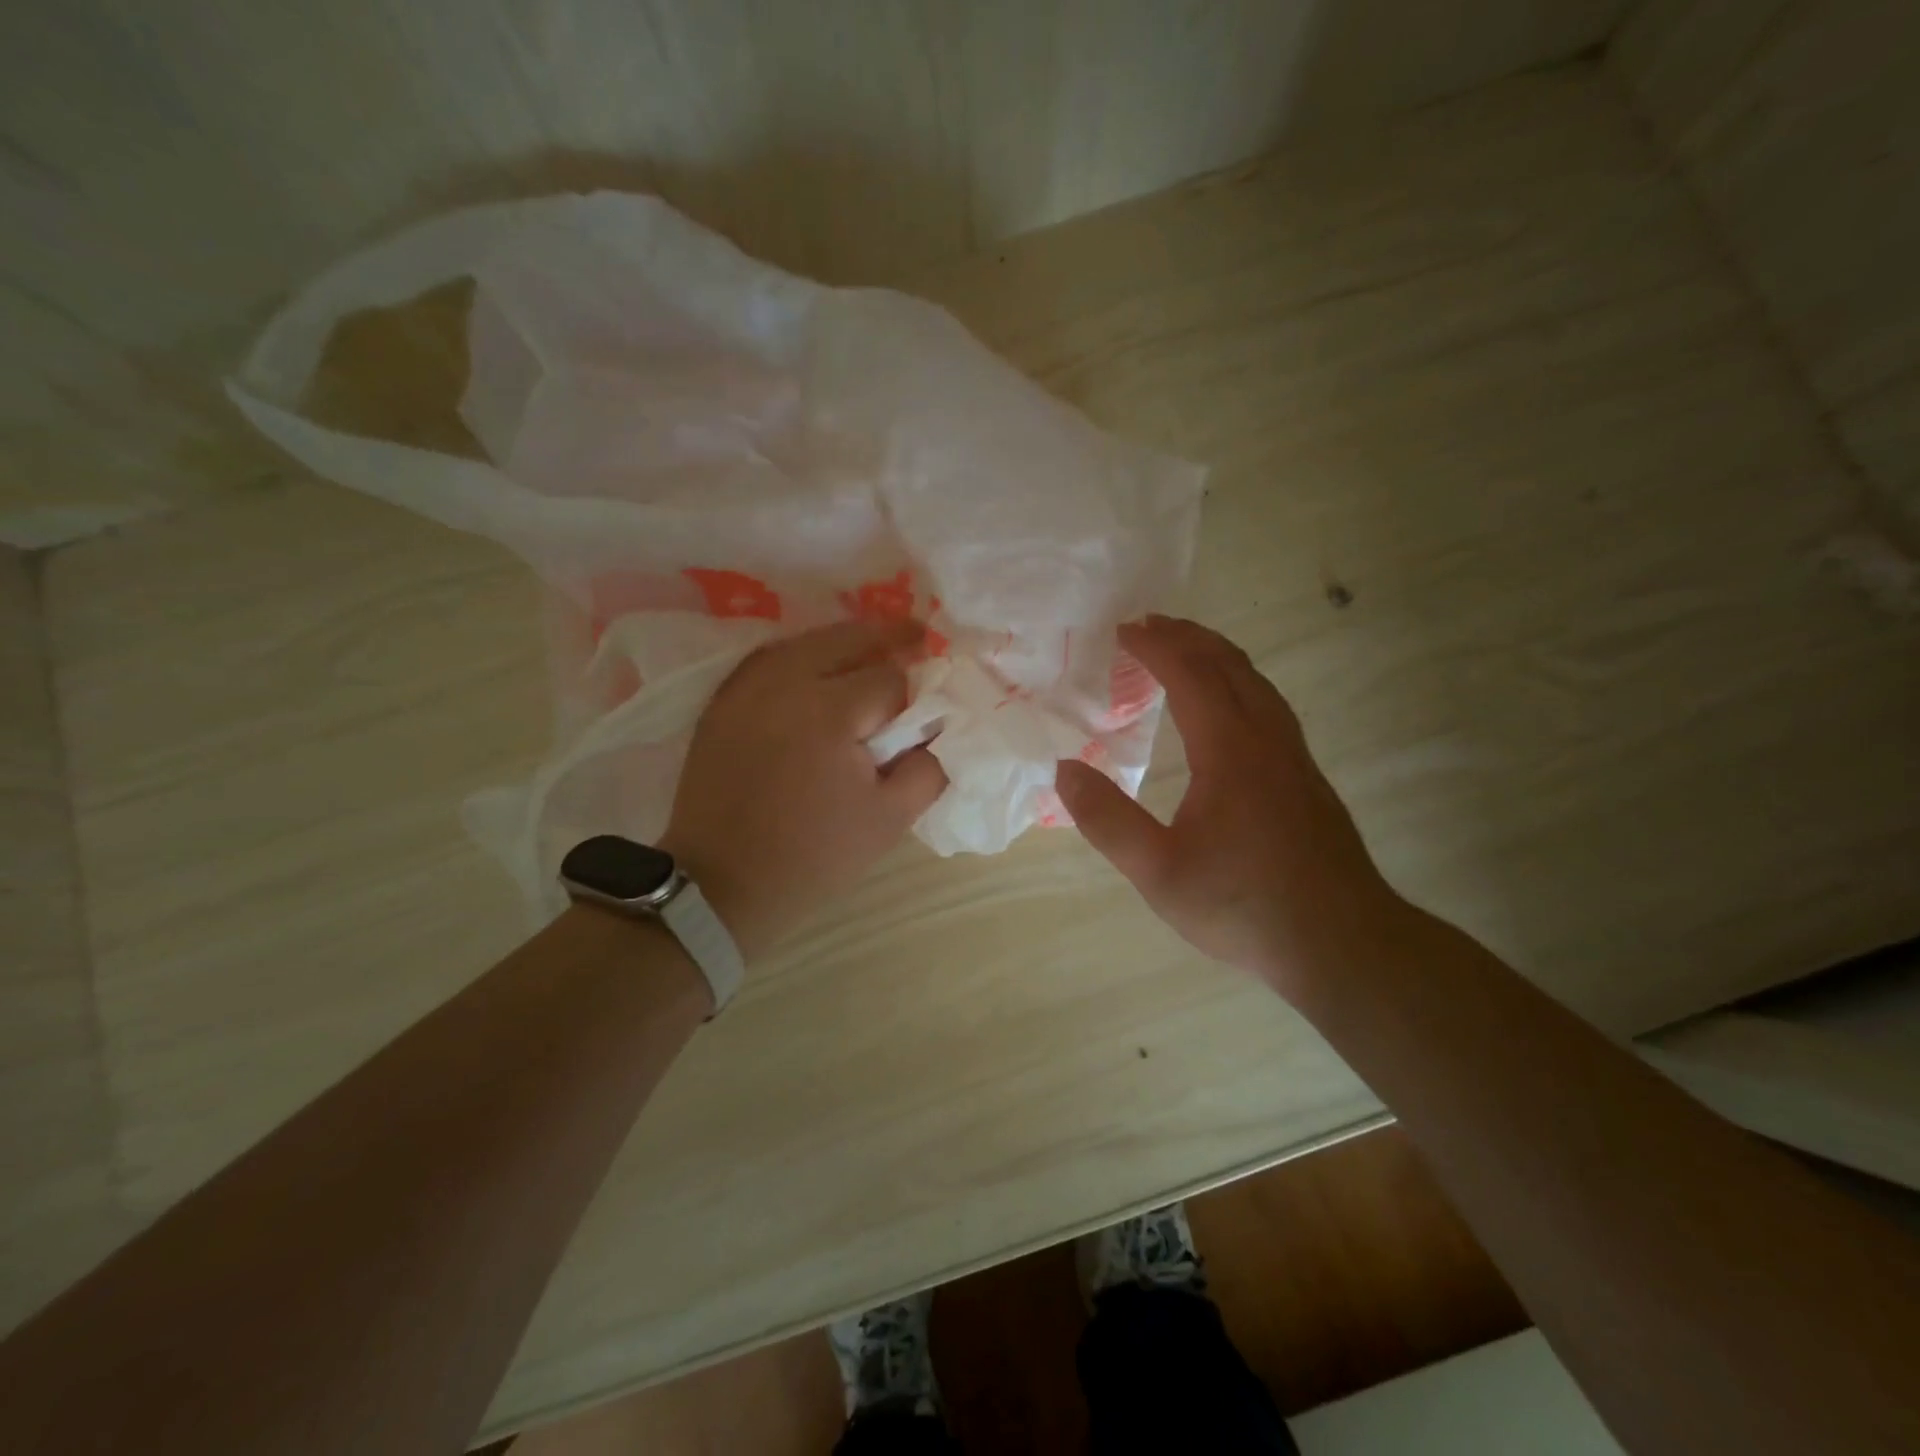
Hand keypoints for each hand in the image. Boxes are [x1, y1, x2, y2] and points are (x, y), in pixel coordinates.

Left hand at [661, 619, 946, 959]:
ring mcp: (747, 688)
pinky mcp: (722, 701)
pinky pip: (770, 659)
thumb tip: (940, 731)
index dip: (913, 698)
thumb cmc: (813, 855)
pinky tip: (817, 666)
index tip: (921, 716)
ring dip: (844, 642)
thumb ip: (929, 768)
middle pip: (848, 638)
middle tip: (918, 637)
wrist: (723, 883)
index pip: (889, 680)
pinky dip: (801, 655)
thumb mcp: (889, 820)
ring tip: (872, 649)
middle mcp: (785, 682)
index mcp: (830, 711)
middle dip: (888, 638)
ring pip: (807, 641)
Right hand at [1053, 615, 1400, 995]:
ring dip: (1217, 656)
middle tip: (1148, 626)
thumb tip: (1064, 770)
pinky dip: (1239, 684)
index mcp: (1231, 751)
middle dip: (1187, 637)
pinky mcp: (1307, 780)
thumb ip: (1107, 820)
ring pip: (1257, 684)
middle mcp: (1268, 740)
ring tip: (1184, 652)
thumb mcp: (1158, 872)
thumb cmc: (1244, 906)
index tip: (1123, 630)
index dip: (1155, 646)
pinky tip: (1227, 711)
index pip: (1191, 675)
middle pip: (1230, 665)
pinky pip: (1269, 706)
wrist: (1343, 944)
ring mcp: (1295, 758)